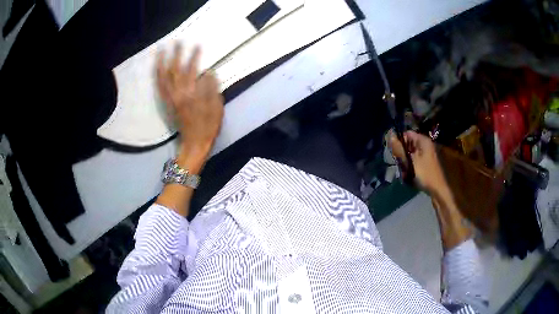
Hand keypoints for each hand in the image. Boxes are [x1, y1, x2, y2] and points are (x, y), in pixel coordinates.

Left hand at [157, 44, 223, 171]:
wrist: (195, 143)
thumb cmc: (209, 126)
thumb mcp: (217, 107)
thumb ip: (212, 88)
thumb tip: (208, 72)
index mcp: (192, 94)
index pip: (192, 70)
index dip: (195, 56)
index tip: (198, 45)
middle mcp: (178, 94)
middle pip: (175, 70)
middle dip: (176, 54)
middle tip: (176, 41)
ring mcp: (170, 98)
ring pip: (163, 77)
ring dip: (161, 63)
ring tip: (160, 50)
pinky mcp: (167, 103)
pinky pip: (159, 88)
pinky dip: (157, 76)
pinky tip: (156, 68)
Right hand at [389, 131, 471, 249]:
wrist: (439, 190)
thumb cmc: (426, 174)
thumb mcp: (410, 161)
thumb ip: (400, 149)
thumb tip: (390, 135)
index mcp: (423, 141)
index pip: (407, 134)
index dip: (399, 141)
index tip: (393, 151)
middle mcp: (426, 145)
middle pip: (409, 145)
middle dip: (402, 154)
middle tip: (399, 164)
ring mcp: (427, 155)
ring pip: (411, 155)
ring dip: (406, 163)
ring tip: (404, 173)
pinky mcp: (427, 164)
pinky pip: (416, 162)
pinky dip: (411, 168)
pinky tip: (409, 176)